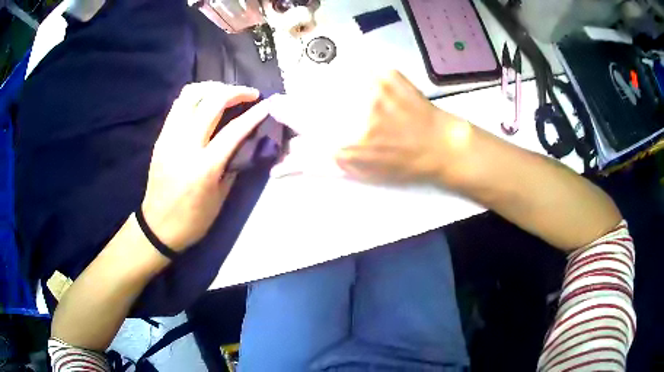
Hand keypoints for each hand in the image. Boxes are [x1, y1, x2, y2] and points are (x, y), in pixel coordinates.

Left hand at [142, 82, 268, 249]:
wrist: (158, 227)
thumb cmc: (193, 220)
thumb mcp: (220, 198)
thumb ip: (232, 166)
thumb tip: (244, 142)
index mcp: (204, 167)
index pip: (233, 130)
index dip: (254, 114)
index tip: (267, 104)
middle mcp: (185, 146)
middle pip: (211, 102)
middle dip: (235, 91)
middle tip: (249, 94)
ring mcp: (169, 138)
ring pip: (190, 95)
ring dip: (212, 87)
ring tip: (226, 92)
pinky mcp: (160, 137)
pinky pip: (178, 105)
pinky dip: (195, 96)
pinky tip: (205, 102)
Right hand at [270, 71, 468, 183]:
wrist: (438, 144)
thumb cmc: (396, 164)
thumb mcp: (354, 173)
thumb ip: (313, 164)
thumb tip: (281, 161)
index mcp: (343, 140)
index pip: (296, 115)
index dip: (283, 109)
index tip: (276, 105)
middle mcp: (354, 109)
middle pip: (308, 92)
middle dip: (306, 98)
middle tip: (321, 108)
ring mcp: (371, 85)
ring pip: (328, 77)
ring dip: (328, 87)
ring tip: (349, 101)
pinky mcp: (384, 71)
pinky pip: (353, 67)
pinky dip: (350, 77)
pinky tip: (365, 91)